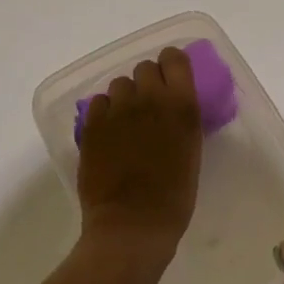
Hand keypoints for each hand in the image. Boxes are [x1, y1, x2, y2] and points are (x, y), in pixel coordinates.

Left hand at [76, 47, 202, 267]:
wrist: (132, 224)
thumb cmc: (174, 198)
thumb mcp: (191, 152)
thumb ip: (181, 122)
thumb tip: (170, 110)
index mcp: (182, 106)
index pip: (174, 59)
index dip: (171, 65)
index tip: (171, 80)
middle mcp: (149, 99)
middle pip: (144, 68)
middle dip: (147, 83)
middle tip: (149, 107)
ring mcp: (117, 111)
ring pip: (119, 84)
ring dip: (124, 97)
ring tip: (126, 122)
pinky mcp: (92, 125)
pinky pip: (98, 102)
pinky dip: (104, 112)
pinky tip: (108, 133)